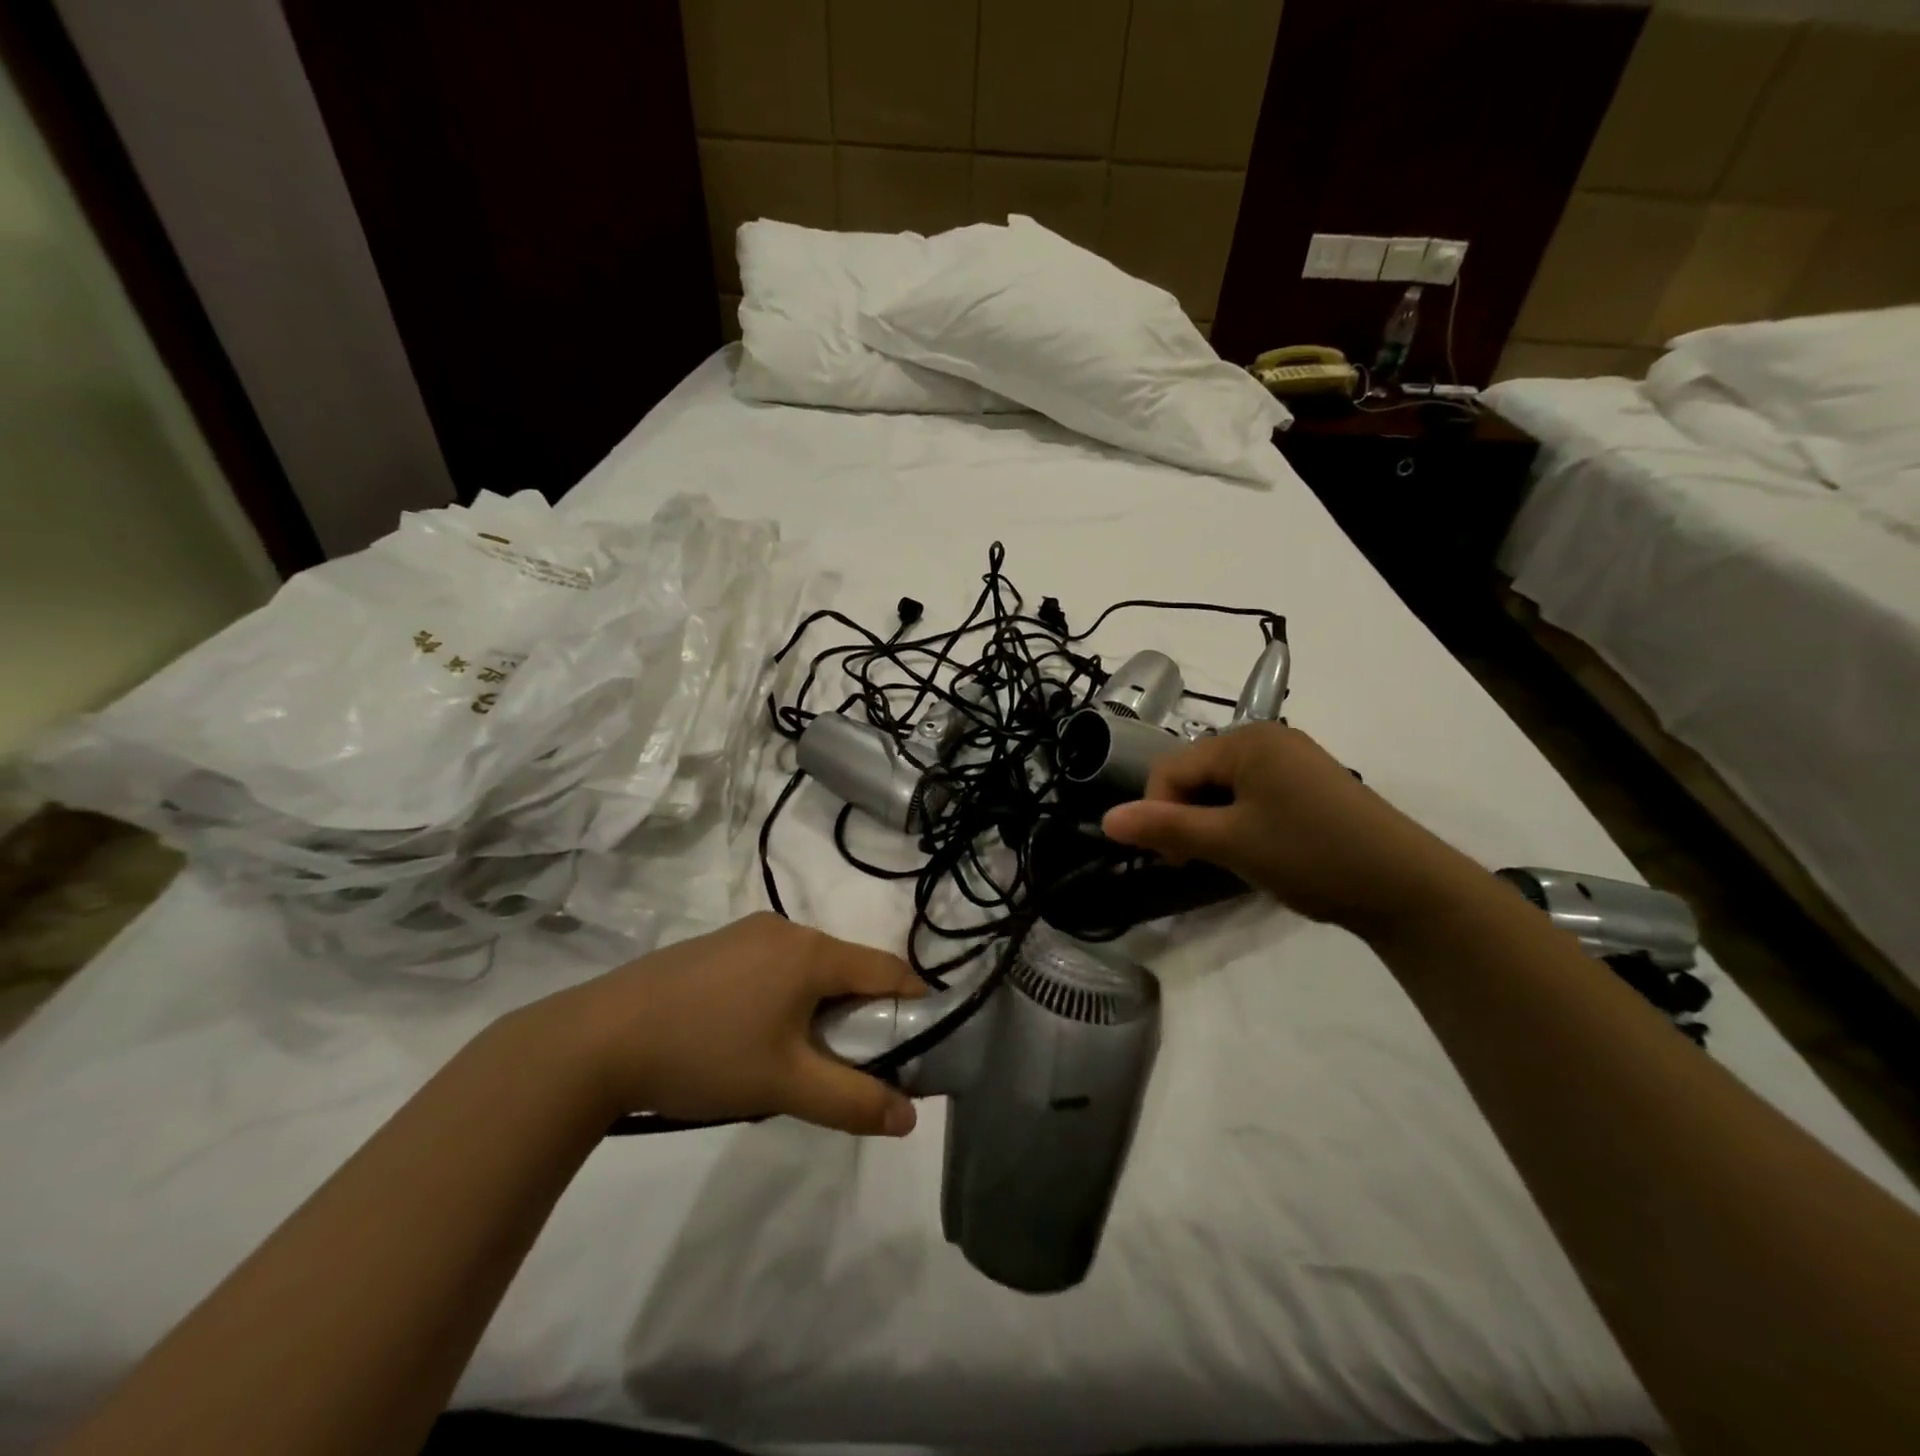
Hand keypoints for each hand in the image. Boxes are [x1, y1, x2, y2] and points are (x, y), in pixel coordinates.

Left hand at [519, 913, 924, 1136]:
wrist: (597, 1039)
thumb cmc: (705, 1054)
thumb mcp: (785, 1085)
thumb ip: (853, 1100)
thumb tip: (909, 1117)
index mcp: (812, 952)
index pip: (888, 969)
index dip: (914, 1003)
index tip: (923, 1041)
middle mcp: (786, 930)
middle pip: (847, 969)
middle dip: (861, 1013)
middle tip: (854, 1063)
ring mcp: (747, 933)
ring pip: (808, 969)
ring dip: (820, 1007)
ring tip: (798, 1058)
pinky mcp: (716, 946)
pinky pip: (773, 967)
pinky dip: (784, 997)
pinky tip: (752, 1035)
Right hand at [1100, 723, 1482, 936]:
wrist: (1407, 886)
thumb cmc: (1311, 855)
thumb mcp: (1230, 842)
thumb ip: (1165, 827)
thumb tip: (1105, 819)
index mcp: (1245, 740)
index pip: (1171, 769)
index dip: (1158, 812)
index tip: (1172, 860)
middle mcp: (1267, 737)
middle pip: (1196, 773)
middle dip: (1185, 817)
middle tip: (1197, 863)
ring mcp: (1292, 758)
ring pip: (1223, 787)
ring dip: (1211, 821)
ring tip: (1230, 859)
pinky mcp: (1310, 782)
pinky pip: (1253, 793)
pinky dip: (1241, 820)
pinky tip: (1259, 848)